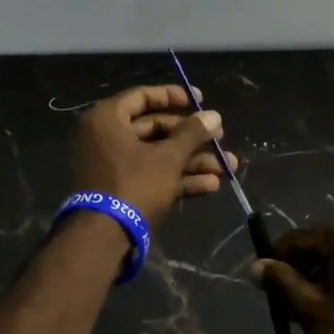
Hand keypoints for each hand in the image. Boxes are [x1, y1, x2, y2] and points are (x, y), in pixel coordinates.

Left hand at [72, 85, 234, 229]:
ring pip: (159, 156)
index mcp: (107, 119)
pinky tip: (211, 185)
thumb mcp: (168, 157)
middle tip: (220, 139)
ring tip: (227, 167)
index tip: (200, 100)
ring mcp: (114, 166)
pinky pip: (153, 176)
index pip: (142, 96)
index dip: (173, 96)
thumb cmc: (134, 184)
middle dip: (192, 138)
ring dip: (193, 161)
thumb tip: (214, 115)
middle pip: (155, 129)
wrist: (105, 237)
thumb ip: (192, 133)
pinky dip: (180, 179)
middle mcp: (107, 138)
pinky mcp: (123, 190)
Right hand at [250, 223, 333, 333]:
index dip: (276, 264)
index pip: (296, 240)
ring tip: (314, 320)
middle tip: (289, 310)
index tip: (267, 292)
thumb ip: (281, 283)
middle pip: (319, 251)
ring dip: (321, 287)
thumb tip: (256, 265)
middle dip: (300, 277)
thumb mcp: (310, 309)